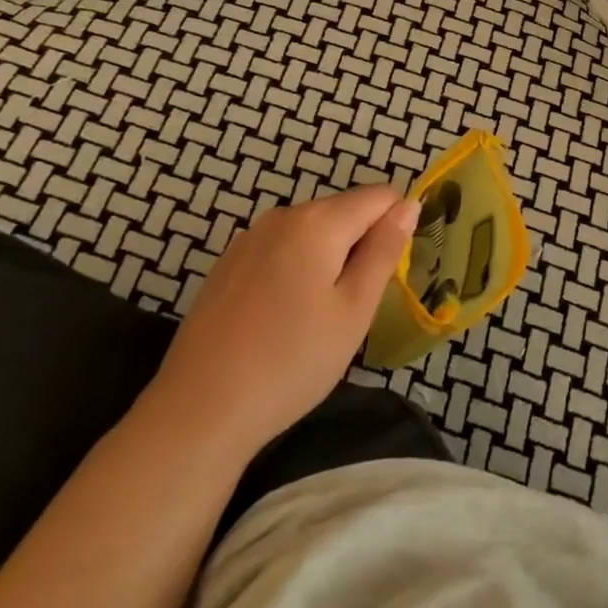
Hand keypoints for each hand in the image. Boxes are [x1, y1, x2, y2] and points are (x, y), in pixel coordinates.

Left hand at [141, 186, 419, 455]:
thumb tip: (408, 205)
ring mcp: (249, 238)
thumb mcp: (355, 309)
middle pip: (345, 211)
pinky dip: (299, 269)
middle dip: (363, 244)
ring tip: (322, 314)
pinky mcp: (228, 264)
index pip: (381, 196)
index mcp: (318, 221)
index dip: (397, 227)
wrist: (198, 412)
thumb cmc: (292, 361)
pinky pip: (283, 249)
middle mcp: (282, 216)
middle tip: (357, 304)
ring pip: (314, 231)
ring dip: (331, 258)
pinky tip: (286, 316)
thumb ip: (385, 250)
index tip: (390, 274)